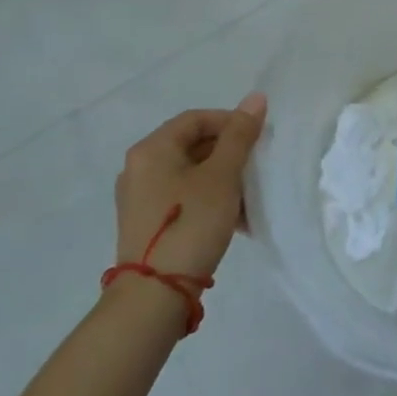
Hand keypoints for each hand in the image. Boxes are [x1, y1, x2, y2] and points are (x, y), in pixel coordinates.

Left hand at [114, 94, 267, 282]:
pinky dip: (208, 199)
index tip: (257, 140)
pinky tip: (232, 219)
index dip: (231, 122)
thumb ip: (239, 135)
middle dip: (229, 153)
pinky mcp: (145, 224)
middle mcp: (139, 168)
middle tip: (256, 168)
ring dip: (222, 179)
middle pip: (192, 145)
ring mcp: (139, 198)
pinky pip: (182, 198)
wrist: (153, 296)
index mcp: (152, 149)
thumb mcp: (222, 176)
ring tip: (248, 198)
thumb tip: (256, 98)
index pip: (196, 118)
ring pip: (190, 173)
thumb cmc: (190, 224)